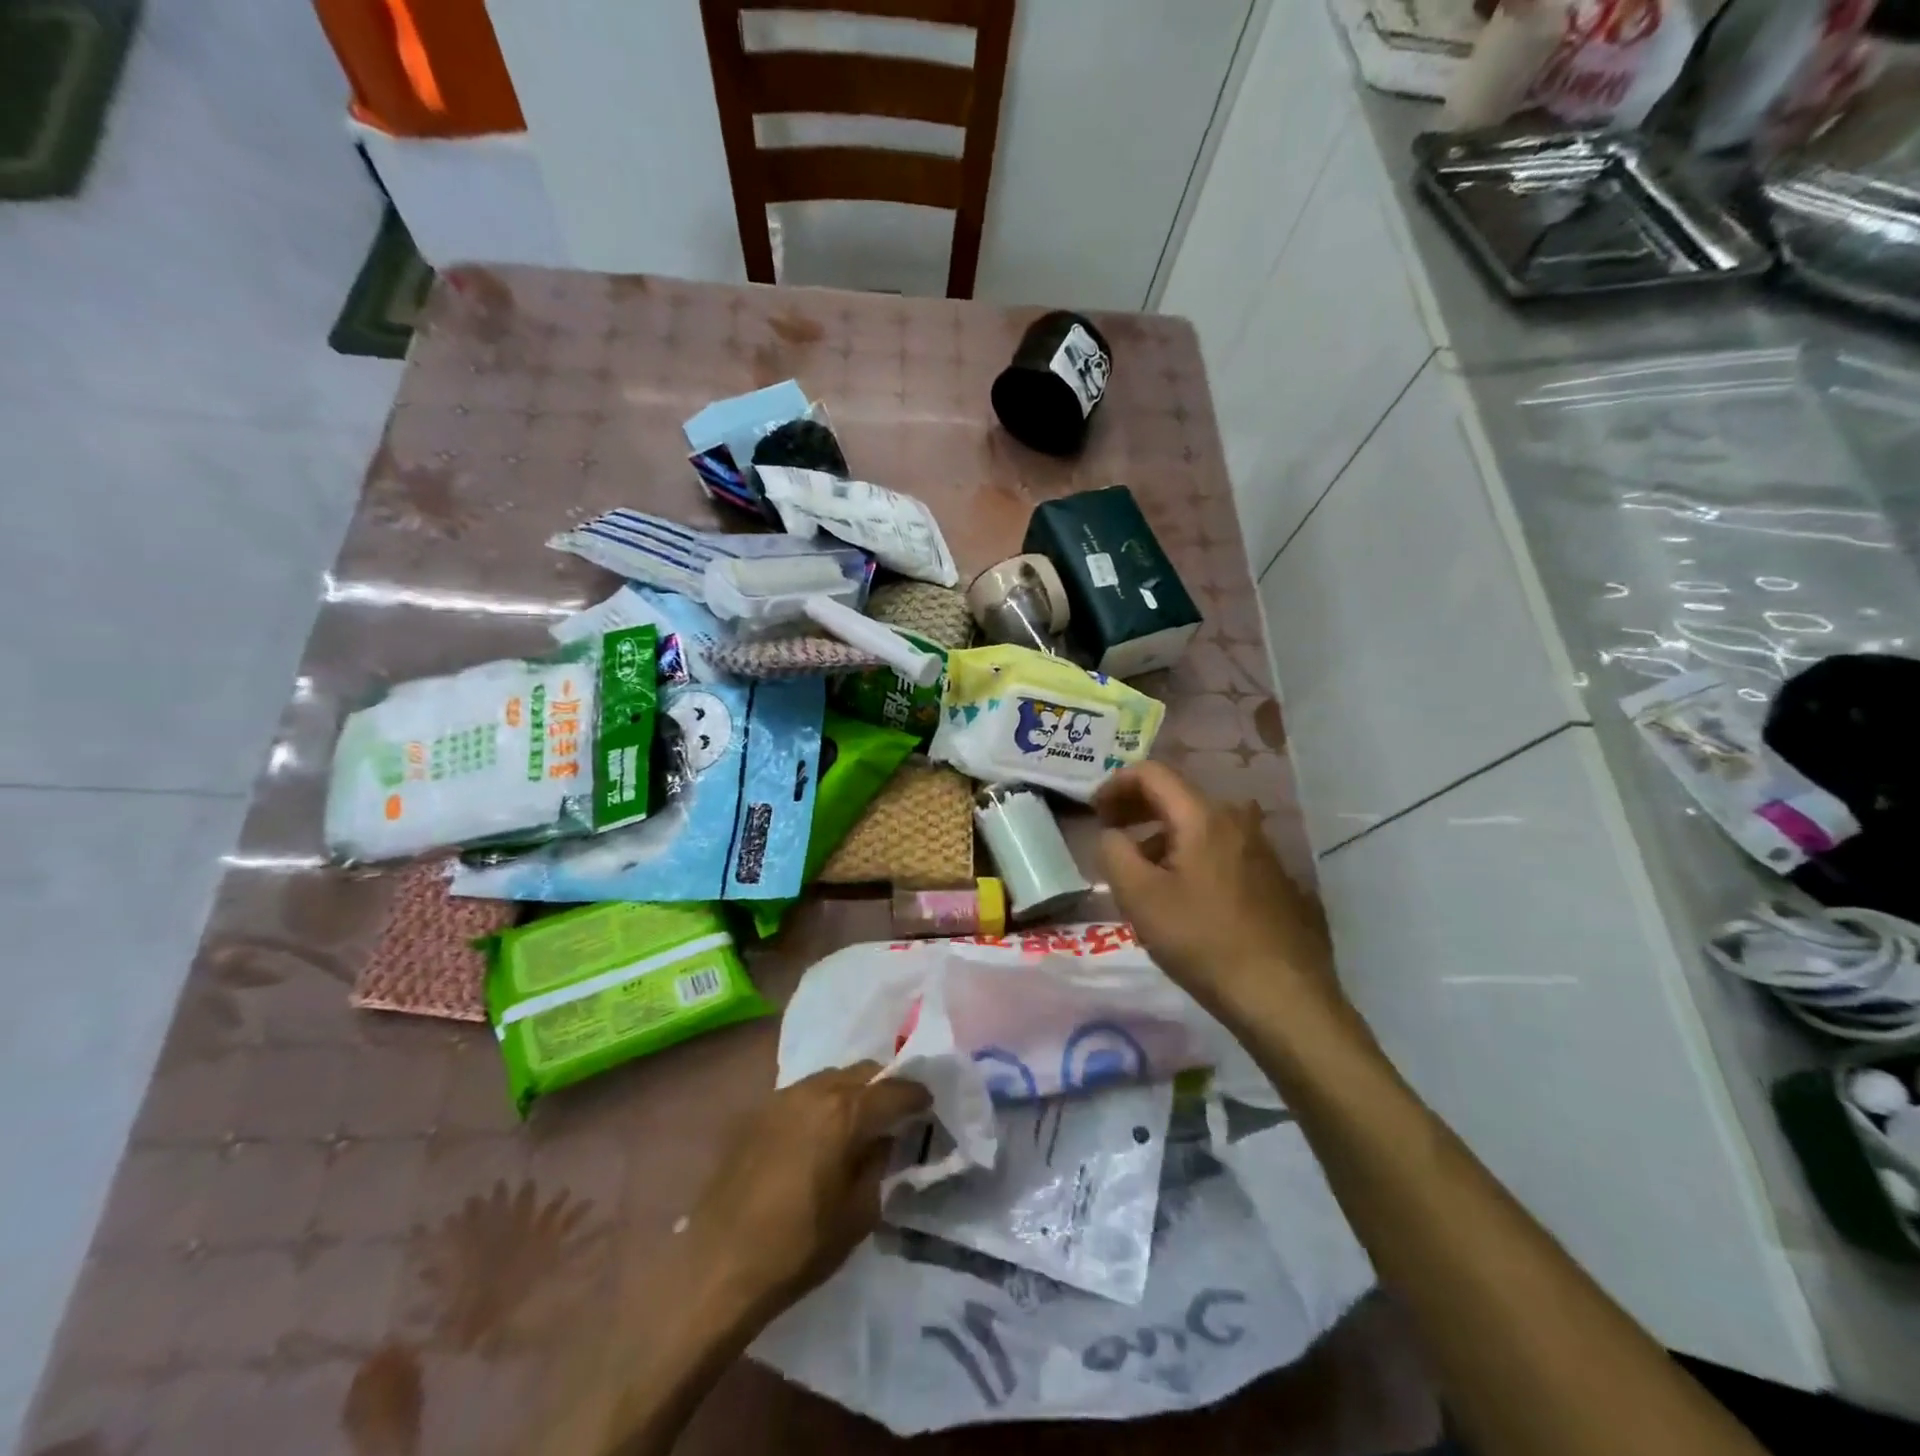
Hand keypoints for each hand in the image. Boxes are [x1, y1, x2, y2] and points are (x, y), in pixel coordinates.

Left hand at [681, 1063, 929, 1322]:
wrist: (718, 1267)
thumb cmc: (798, 1247)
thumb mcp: (858, 1214)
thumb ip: (879, 1165)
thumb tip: (885, 1140)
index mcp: (845, 1111)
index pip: (894, 1089)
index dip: (916, 1096)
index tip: (928, 1105)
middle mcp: (814, 1090)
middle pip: (862, 1072)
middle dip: (884, 1086)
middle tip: (896, 1112)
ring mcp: (781, 1098)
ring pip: (830, 1078)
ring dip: (851, 1092)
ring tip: (858, 1121)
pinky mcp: (757, 1113)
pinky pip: (803, 1094)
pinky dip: (822, 1103)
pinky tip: (820, 1133)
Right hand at [1095, 762, 1347, 1030]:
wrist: (1282, 995)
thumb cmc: (1202, 941)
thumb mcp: (1139, 897)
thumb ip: (1114, 852)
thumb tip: (1112, 834)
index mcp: (1202, 816)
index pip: (1151, 773)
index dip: (1115, 784)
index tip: (1093, 812)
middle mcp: (1236, 819)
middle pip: (1176, 795)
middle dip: (1136, 808)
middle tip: (1110, 833)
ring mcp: (1260, 847)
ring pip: (1198, 824)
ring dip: (1161, 835)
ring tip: (1140, 869)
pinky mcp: (1272, 875)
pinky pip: (1219, 848)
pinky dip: (1189, 853)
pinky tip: (1181, 892)